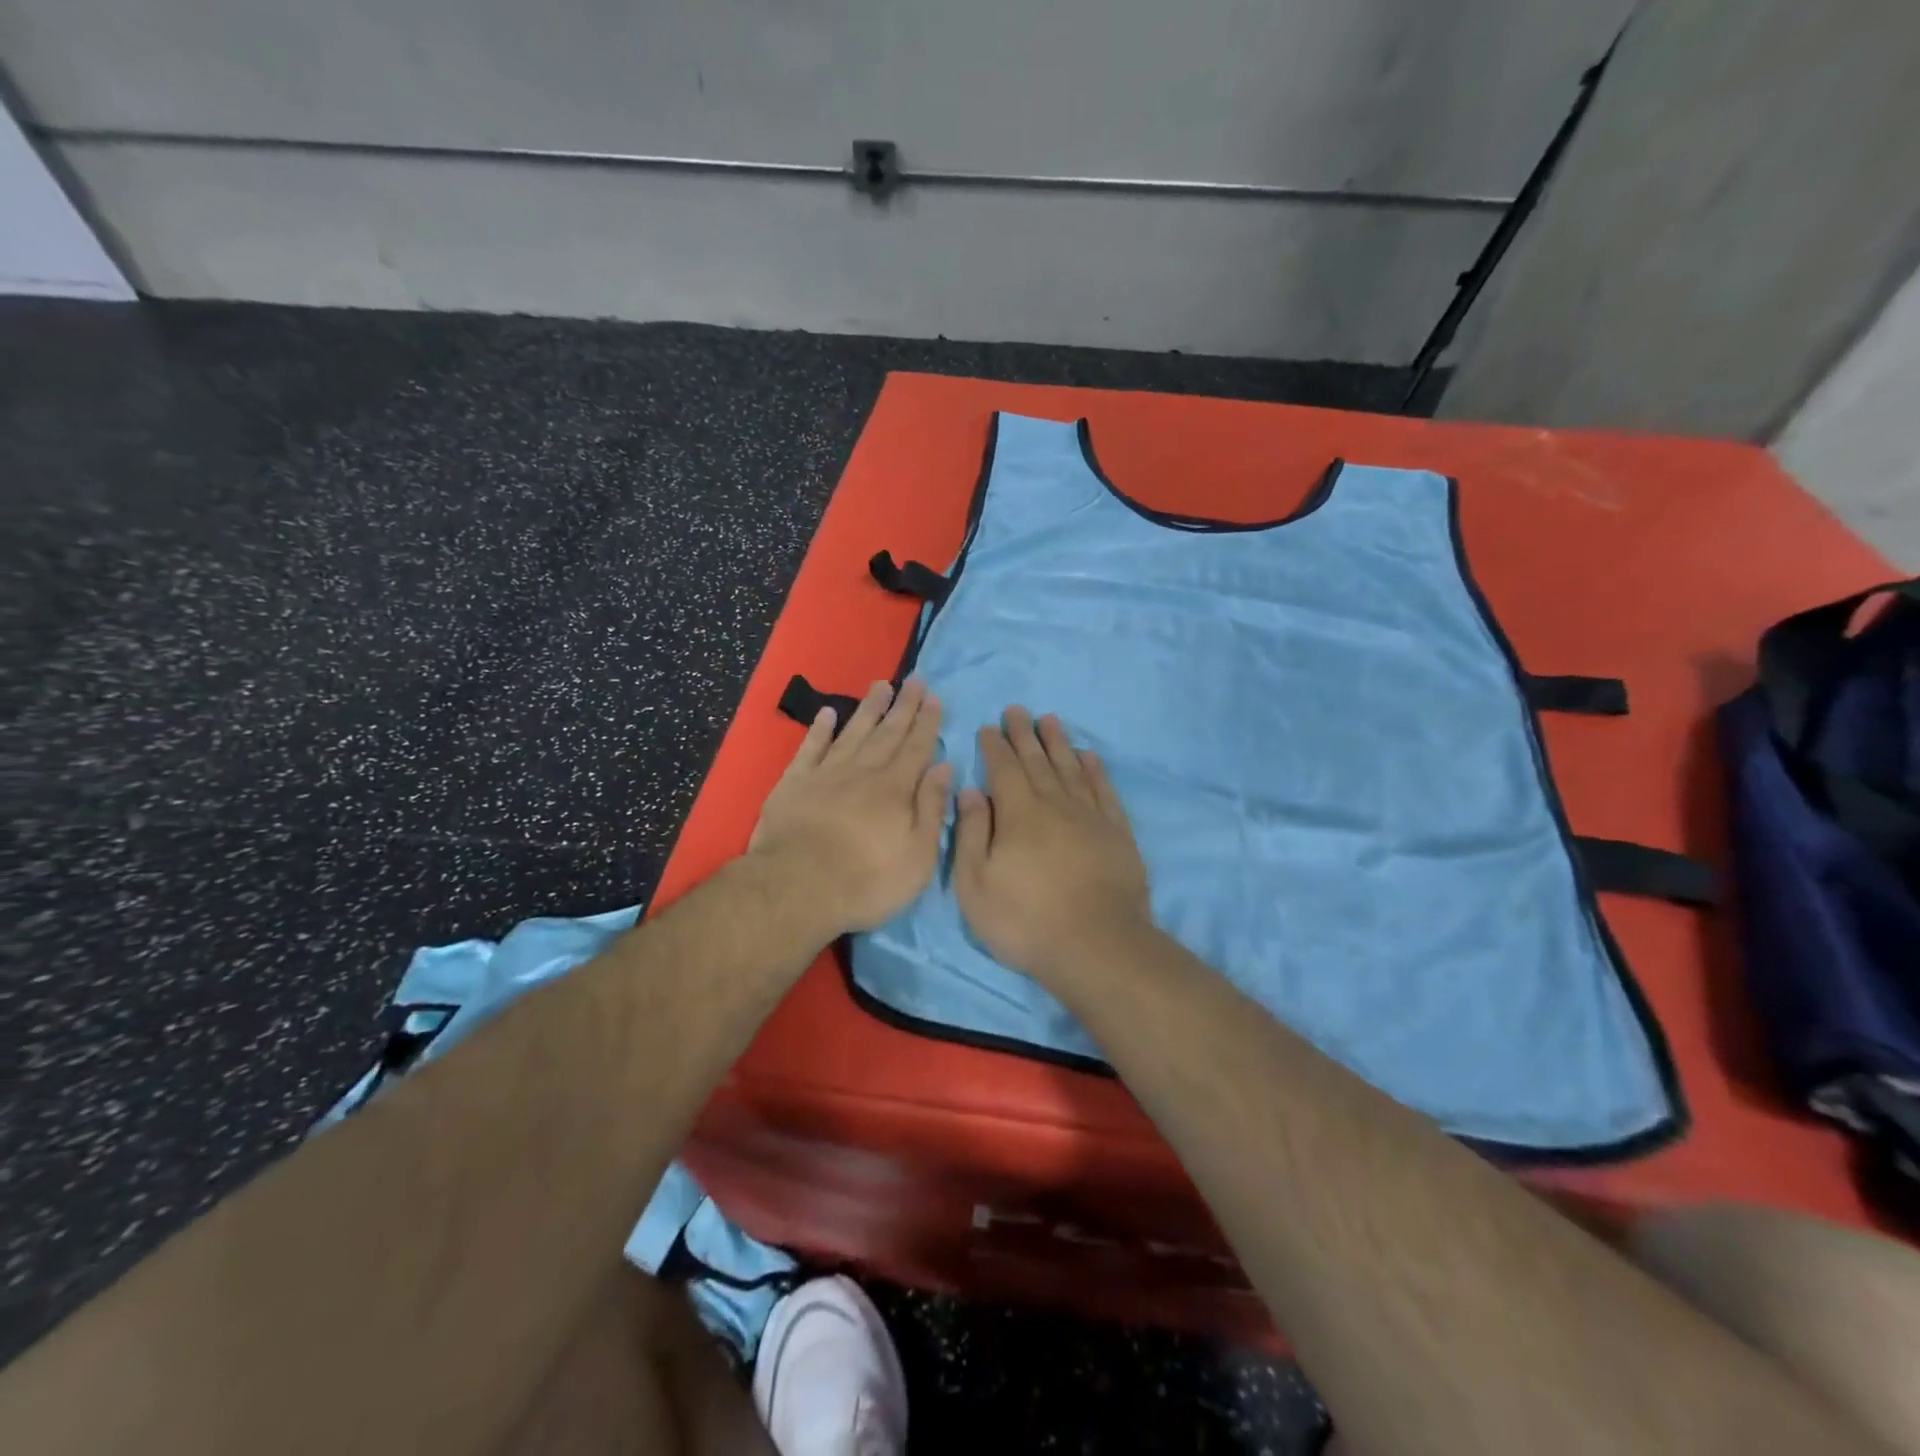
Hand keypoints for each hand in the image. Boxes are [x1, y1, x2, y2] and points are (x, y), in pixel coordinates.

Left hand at [748, 679, 953, 935]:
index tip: (933, 698)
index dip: (927, 722)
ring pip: (852, 733)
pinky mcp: (794, 784)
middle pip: (887, 733)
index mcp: (895, 789)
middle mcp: (863, 772)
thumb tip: (943, 767)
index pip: (917, 748)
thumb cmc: (867, 880)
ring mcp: (826, 774)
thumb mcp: (918, 855)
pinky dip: (819, 730)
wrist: (797, 887)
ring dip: (868, 709)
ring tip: (880, 685)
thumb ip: (932, 808)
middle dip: (903, 706)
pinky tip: (826, 714)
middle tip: (914, 679)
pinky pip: (810, 748)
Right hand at [953, 706, 1152, 986]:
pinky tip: (1089, 756)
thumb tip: (971, 791)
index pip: (1003, 768)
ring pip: (1071, 768)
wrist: (1097, 946)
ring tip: (1050, 720)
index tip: (989, 727)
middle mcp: (1055, 804)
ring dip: (1058, 743)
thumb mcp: (975, 884)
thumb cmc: (1025, 920)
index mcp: (1018, 813)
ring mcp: (1090, 816)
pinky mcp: (1117, 833)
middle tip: (1017, 710)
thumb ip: (970, 833)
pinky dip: (1095, 770)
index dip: (995, 746)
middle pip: (1037, 760)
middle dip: (1024, 734)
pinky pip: (1104, 790)